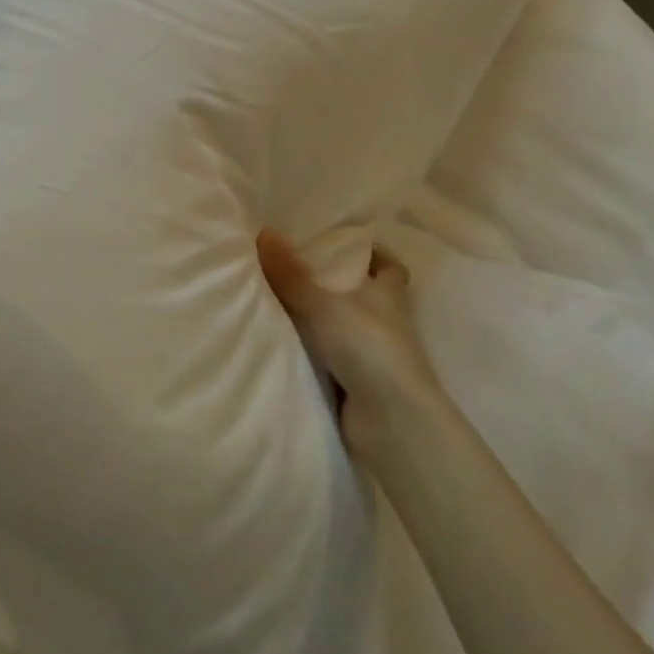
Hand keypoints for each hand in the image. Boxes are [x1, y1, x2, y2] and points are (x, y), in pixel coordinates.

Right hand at [257, 230, 439, 467]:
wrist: (389, 421)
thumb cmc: (367, 347)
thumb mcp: (322, 304)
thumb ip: (291, 274)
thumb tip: (264, 232)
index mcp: (388, 295)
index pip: (389, 267)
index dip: (372, 254)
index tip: (342, 243)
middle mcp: (385, 321)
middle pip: (362, 295)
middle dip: (334, 283)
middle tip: (293, 266)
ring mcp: (371, 354)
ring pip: (342, 326)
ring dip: (318, 317)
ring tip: (274, 297)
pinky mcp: (357, 382)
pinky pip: (328, 355)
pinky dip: (310, 348)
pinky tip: (280, 338)